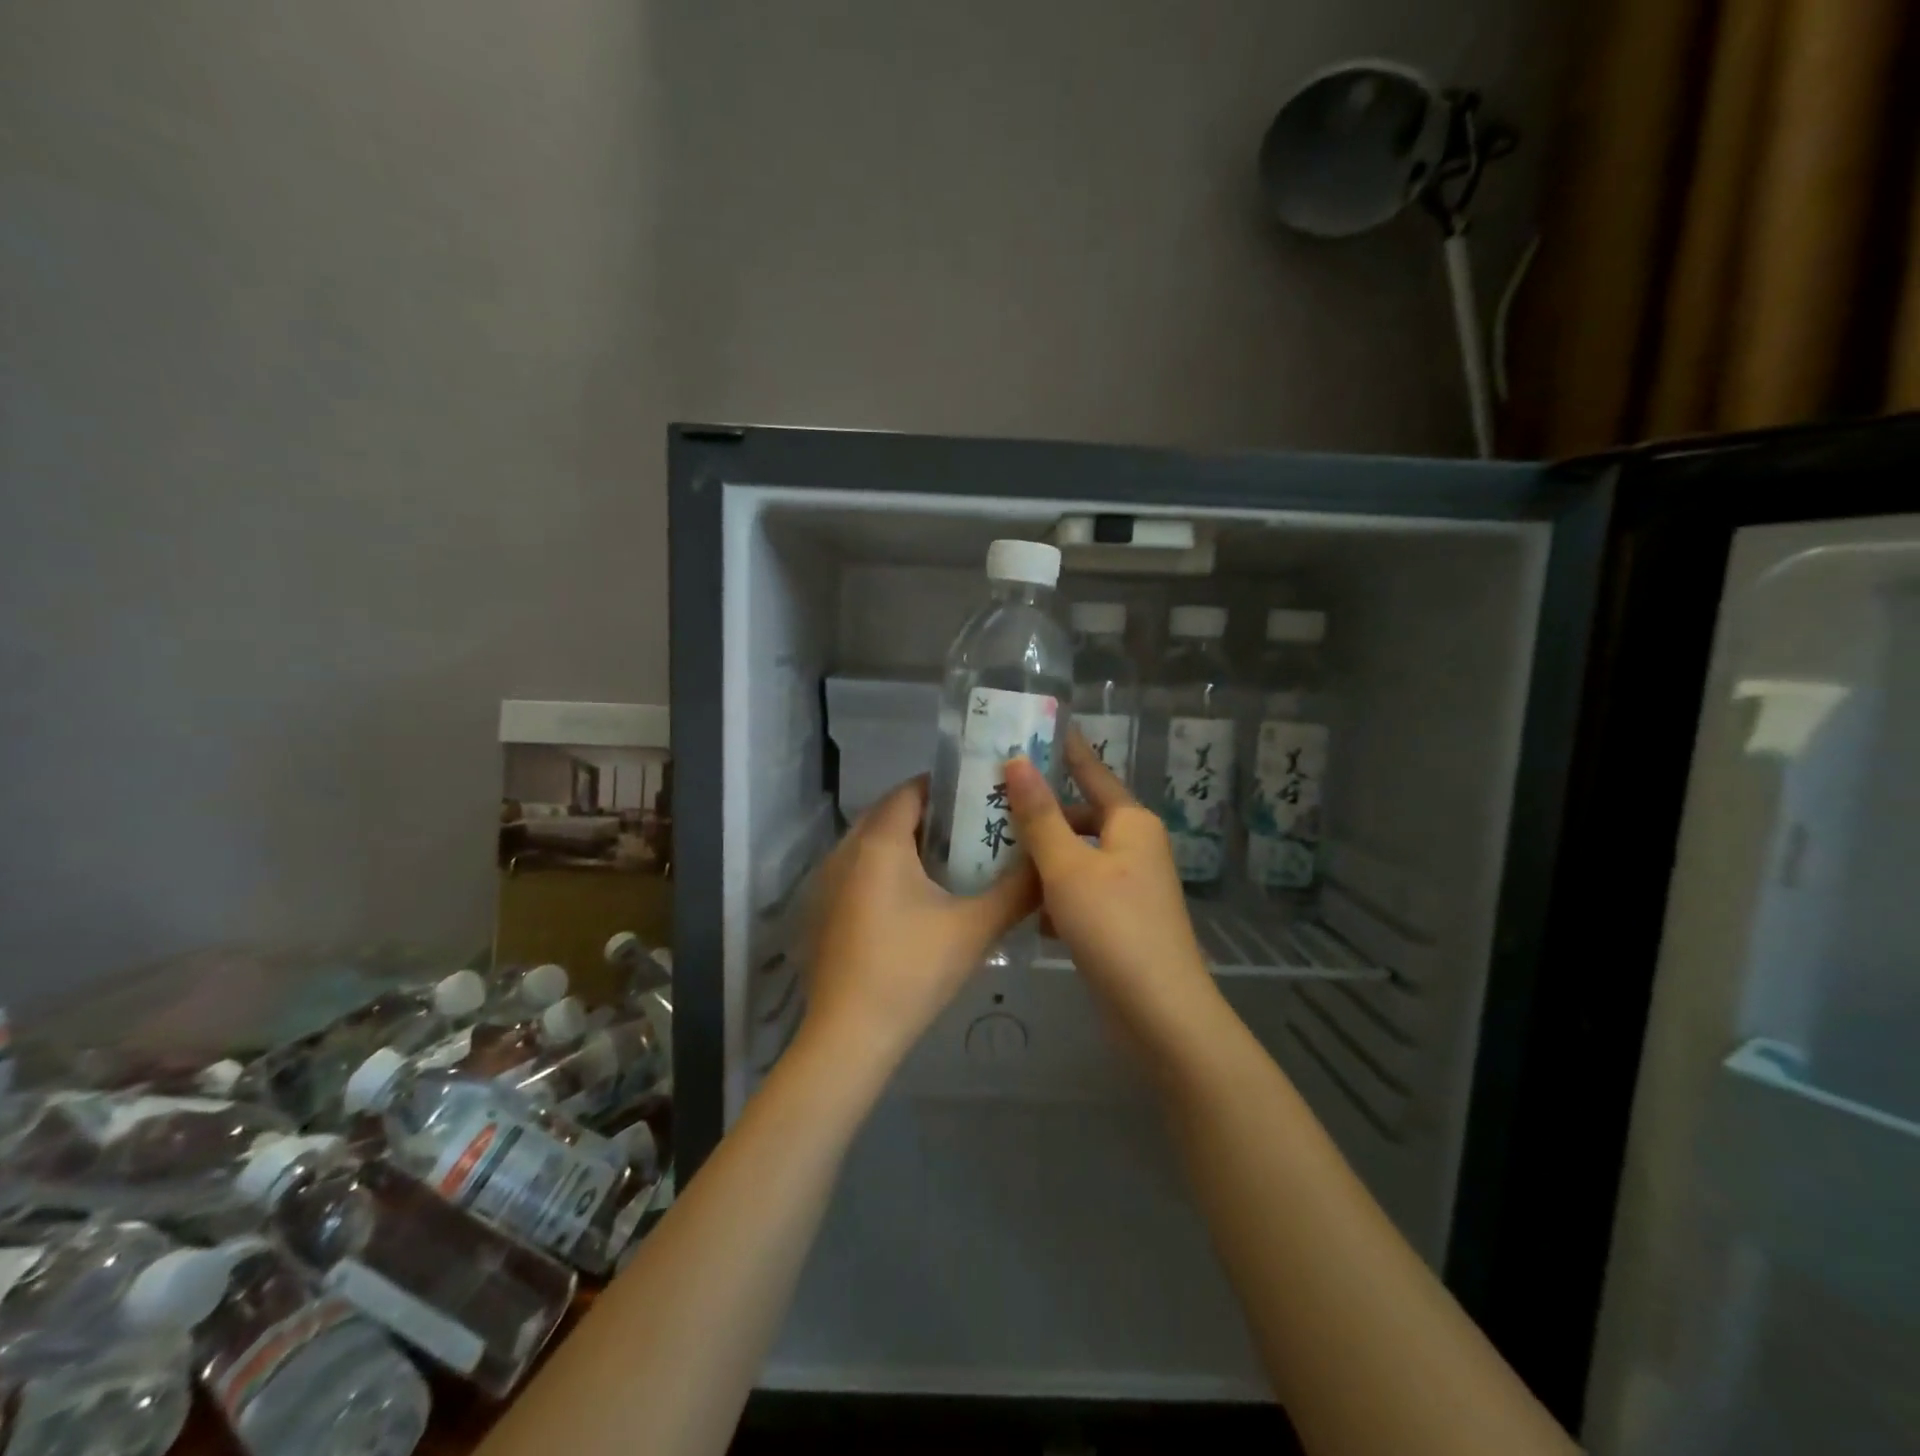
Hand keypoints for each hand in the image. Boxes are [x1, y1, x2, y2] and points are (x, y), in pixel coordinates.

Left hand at [800, 775, 1039, 1069]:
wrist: (849, 1036)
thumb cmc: (912, 970)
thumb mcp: (975, 928)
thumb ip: (1018, 890)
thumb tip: (1050, 863)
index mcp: (879, 842)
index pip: (911, 790)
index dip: (947, 787)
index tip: (982, 797)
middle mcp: (846, 850)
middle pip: (891, 814)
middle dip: (931, 816)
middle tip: (975, 829)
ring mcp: (828, 882)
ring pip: (873, 844)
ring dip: (908, 844)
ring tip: (953, 861)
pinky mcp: (824, 910)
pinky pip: (860, 870)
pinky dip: (887, 870)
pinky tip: (917, 901)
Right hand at [1002, 732, 1217, 1041]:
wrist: (1160, 1013)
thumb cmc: (1114, 927)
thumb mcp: (1068, 867)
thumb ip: (1040, 815)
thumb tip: (1018, 760)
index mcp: (1131, 823)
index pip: (1093, 772)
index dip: (1067, 751)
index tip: (1040, 728)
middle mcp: (1136, 847)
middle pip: (1081, 818)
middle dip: (1041, 815)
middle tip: (992, 805)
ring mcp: (1131, 886)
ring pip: (1077, 858)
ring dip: (1043, 858)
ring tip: (994, 853)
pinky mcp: (1121, 920)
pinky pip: (1081, 892)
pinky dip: (1055, 895)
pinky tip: (1025, 908)